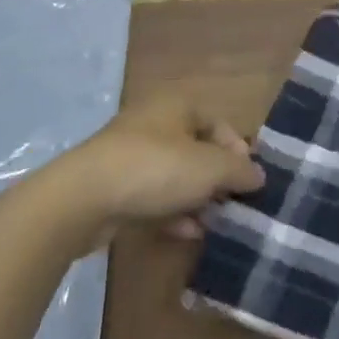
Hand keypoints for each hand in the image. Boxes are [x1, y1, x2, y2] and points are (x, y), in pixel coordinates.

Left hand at [34, 96, 263, 256]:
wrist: (79, 201)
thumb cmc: (155, 169)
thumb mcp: (211, 168)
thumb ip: (241, 171)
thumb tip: (259, 176)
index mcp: (177, 106)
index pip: (220, 123)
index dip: (239, 151)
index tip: (248, 180)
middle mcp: (153, 124)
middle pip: (198, 150)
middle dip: (218, 179)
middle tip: (233, 202)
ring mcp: (129, 156)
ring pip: (175, 175)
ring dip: (197, 199)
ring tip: (214, 222)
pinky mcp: (113, 187)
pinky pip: (153, 196)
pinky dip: (172, 212)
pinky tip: (187, 233)